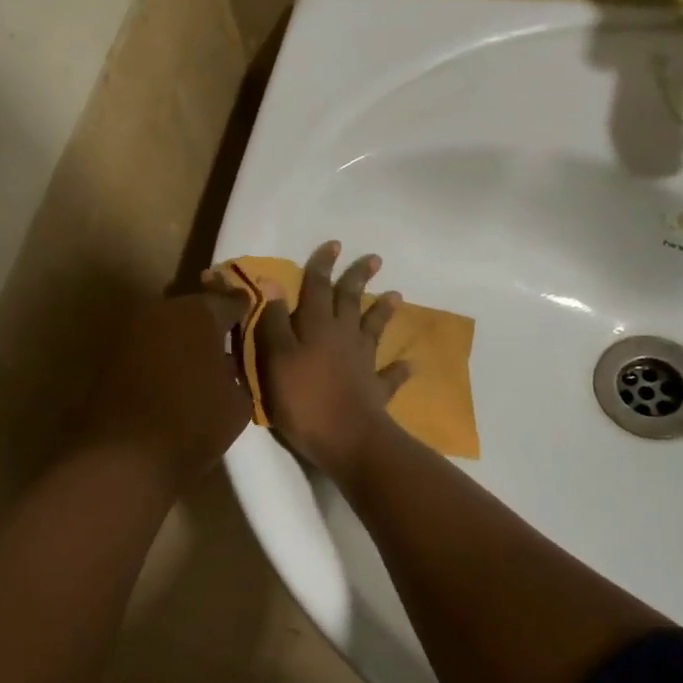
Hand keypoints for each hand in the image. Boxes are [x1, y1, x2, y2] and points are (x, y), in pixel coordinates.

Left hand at [85, 289, 252, 488]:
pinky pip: (147, 345)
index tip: (254, 324)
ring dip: (183, 339)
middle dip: (210, 325)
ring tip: (199, 365)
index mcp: (200, 313)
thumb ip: (239, 371)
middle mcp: (163, 309)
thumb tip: (231, 362)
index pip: (232, 300)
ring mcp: (132, 329)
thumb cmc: (193, 424)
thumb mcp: (239, 402)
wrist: (125, 455)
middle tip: (226, 346)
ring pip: (168, 326)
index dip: (245, 312)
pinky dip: (161, 355)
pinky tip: (172, 377)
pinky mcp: (110, 352)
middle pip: (195, 310)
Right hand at [252, 240, 409, 478]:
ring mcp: (363, 361)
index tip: (334, 244)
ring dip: (383, 312)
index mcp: (317, 325)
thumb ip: (275, 321)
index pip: (318, 286)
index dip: (323, 265)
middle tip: (374, 258)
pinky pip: (390, 375)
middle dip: (359, 278)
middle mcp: (343, 336)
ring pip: (374, 329)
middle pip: (351, 300)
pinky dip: (399, 369)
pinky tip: (409, 364)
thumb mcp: (277, 357)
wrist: (347, 437)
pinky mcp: (376, 388)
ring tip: (395, 295)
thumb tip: (273, 280)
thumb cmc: (303, 397)